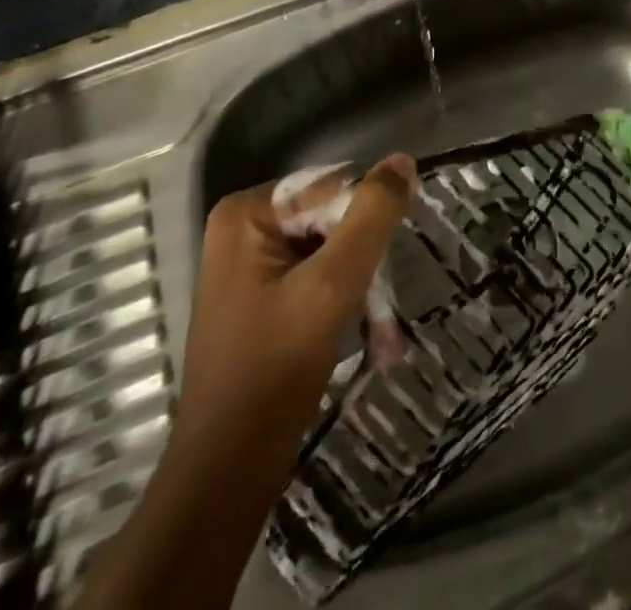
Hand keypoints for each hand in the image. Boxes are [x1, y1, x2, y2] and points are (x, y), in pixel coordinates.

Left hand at [175, 156, 415, 447]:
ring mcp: (251, 262)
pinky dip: (344, 299)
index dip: (365, 223)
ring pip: (332, 247)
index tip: (381, 269)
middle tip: (383, 305)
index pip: (333, 188)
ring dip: (361, 284)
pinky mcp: (262, 293)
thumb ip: (372, 216)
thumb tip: (402, 159)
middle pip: (331, 216)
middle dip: (364, 259)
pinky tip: (367, 334)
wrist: (228, 472)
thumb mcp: (332, 285)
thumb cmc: (275, 371)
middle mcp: (244, 227)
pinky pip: (318, 273)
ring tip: (381, 330)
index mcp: (247, 213)